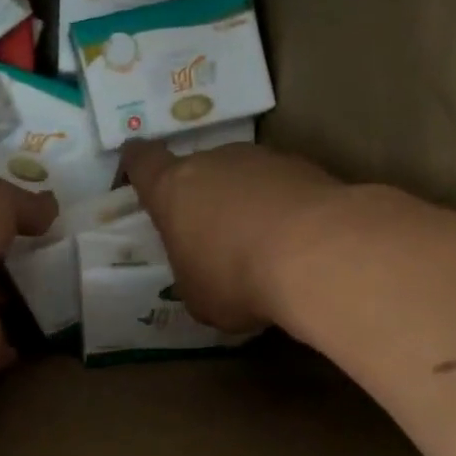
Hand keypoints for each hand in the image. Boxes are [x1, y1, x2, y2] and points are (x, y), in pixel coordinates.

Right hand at [120, 141, 344, 332]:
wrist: (316, 252)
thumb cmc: (236, 277)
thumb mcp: (199, 296)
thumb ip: (193, 274)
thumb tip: (206, 274)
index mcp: (172, 190)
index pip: (144, 162)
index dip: (139, 164)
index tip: (139, 165)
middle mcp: (212, 162)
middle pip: (198, 170)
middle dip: (204, 196)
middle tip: (215, 234)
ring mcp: (260, 159)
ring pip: (243, 176)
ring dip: (247, 201)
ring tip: (264, 242)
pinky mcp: (304, 166)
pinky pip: (282, 186)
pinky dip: (284, 207)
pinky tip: (298, 241)